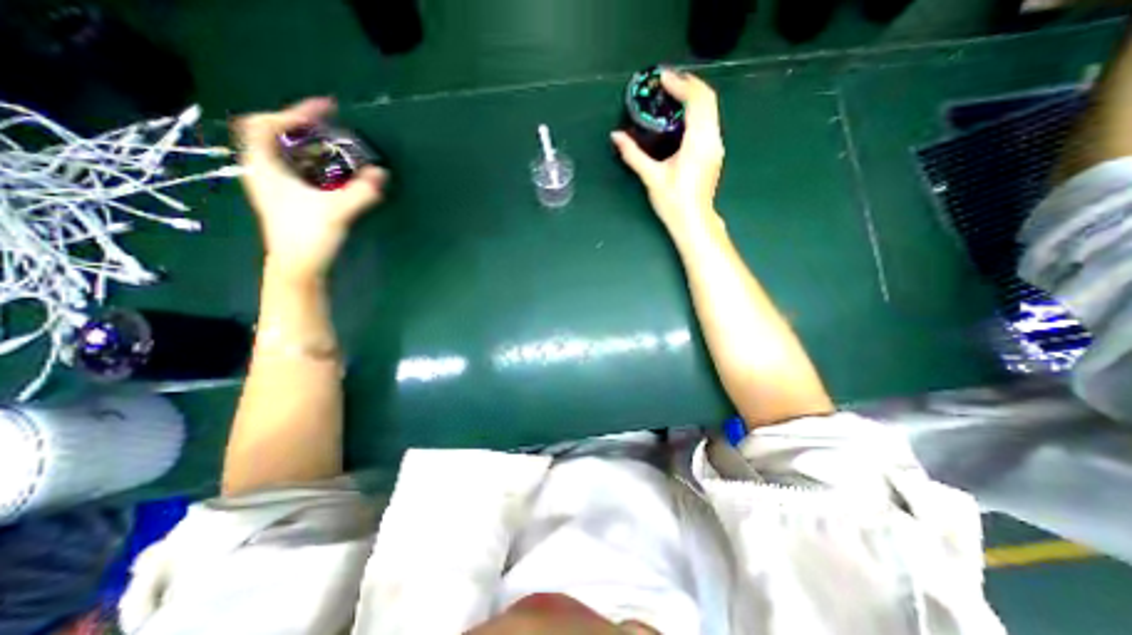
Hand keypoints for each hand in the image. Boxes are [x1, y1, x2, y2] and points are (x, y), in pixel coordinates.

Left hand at [231, 97, 386, 281]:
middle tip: (331, 129)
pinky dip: (314, 164)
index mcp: (265, 167)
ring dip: (310, 146)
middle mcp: (265, 172)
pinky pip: (297, 169)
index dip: (292, 113)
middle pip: (275, 136)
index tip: (323, 112)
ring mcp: (275, 187)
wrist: (298, 267)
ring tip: (336, 148)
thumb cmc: (307, 236)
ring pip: (286, 154)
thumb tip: (382, 174)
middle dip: (303, 128)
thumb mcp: (336, 211)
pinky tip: (335, 173)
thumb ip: (361, 192)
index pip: (264, 124)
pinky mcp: (287, 199)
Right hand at [610, 69, 724, 239]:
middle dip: (688, 85)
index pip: (696, 100)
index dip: (680, 84)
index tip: (662, 77)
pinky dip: (697, 110)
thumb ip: (633, 154)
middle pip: (708, 99)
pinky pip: (709, 120)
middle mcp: (712, 139)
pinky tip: (681, 116)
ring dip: (693, 96)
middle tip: (666, 82)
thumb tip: (616, 136)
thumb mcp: (651, 177)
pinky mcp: (714, 152)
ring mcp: (716, 145)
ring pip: (711, 109)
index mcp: (698, 142)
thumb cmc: (673, 202)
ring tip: (672, 94)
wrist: (693, 222)